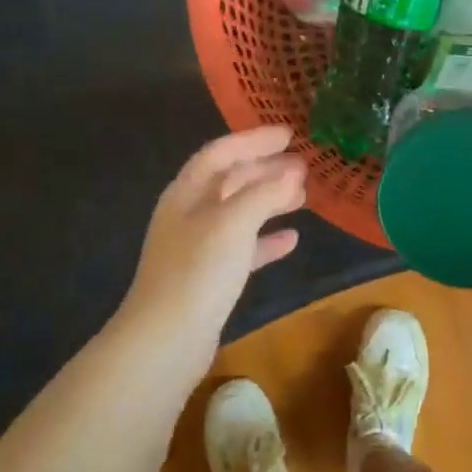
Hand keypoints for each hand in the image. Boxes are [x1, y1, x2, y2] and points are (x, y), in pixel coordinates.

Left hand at [115, 126, 306, 375]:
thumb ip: (264, 193)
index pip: (221, 153)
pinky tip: (292, 240)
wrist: (167, 338)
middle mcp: (190, 214)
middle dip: (266, 170)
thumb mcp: (233, 222)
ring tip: (303, 196)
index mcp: (187, 193)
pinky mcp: (210, 277)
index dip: (254, 140)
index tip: (289, 133)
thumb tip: (293, 172)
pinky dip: (266, 240)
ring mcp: (199, 247)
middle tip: (304, 165)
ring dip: (269, 201)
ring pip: (239, 213)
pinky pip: (243, 248)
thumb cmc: (199, 270)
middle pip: (230, 181)